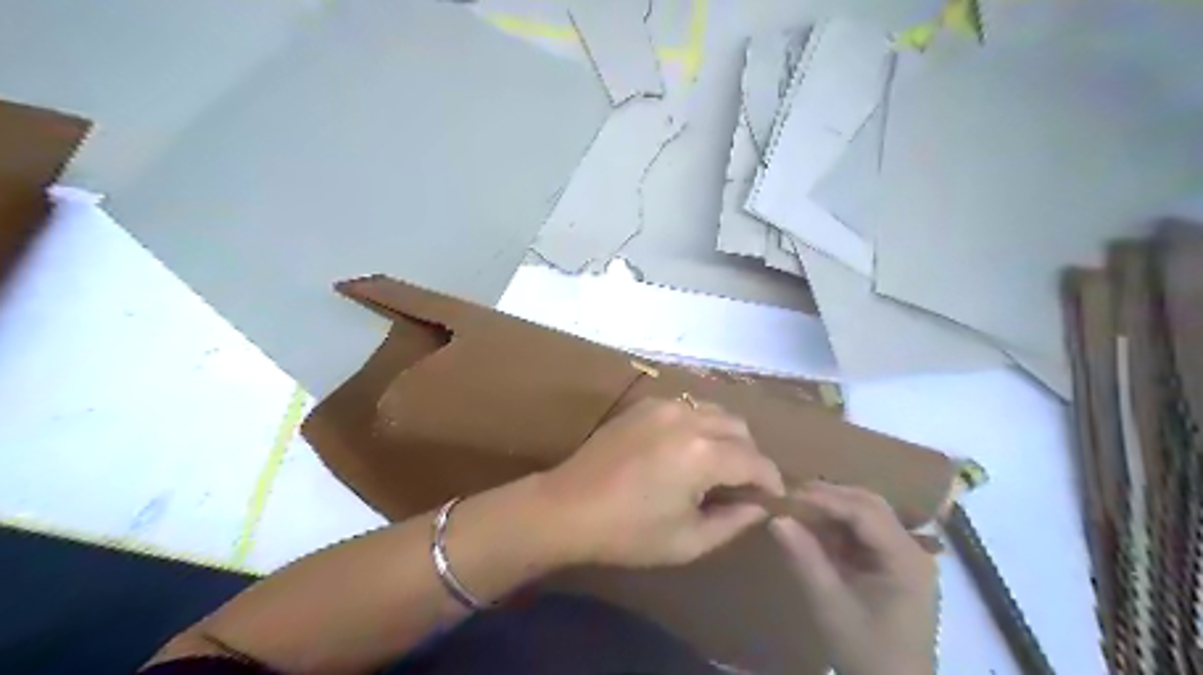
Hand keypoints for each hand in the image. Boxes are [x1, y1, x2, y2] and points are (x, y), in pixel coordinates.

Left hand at [541, 399, 784, 566]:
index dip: (771, 481)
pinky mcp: (644, 405)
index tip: (774, 498)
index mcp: (702, 455)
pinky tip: (687, 450)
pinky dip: (700, 425)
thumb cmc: (628, 533)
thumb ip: (733, 522)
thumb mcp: (687, 541)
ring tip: (716, 466)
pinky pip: (688, 408)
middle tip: (742, 485)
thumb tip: (759, 507)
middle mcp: (688, 420)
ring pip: (715, 412)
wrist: (568, 507)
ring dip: (726, 437)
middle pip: (739, 428)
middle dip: (750, 456)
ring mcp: (664, 407)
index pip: (755, 461)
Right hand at [771, 484, 939, 672]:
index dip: (824, 498)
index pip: (863, 511)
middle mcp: (912, 549)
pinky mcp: (895, 567)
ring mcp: (906, 557)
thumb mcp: (830, 605)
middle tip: (790, 494)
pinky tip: (816, 529)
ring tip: (798, 507)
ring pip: (868, 514)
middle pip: (869, 505)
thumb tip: (776, 518)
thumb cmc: (866, 650)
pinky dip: (840, 526)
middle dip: (829, 496)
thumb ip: (805, 558)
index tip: (787, 494)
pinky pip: (866, 533)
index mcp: (905, 558)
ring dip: (834, 508)